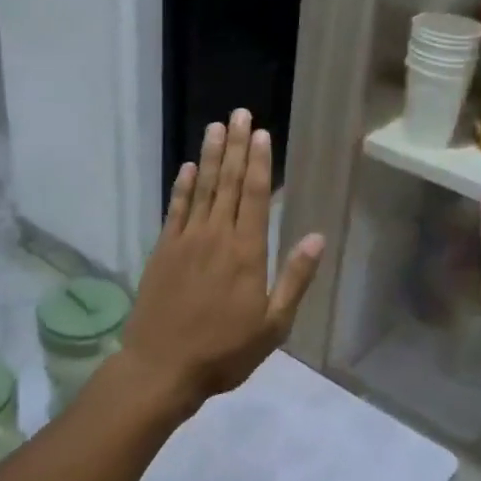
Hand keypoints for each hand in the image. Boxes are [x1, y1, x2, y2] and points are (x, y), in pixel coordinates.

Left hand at [123, 109, 324, 406]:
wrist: (162, 367)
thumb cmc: (224, 351)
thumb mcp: (273, 326)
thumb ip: (295, 279)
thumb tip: (318, 238)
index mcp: (246, 253)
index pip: (253, 196)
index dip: (258, 162)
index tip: (260, 133)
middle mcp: (216, 237)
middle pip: (227, 183)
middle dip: (235, 146)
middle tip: (239, 113)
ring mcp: (185, 241)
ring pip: (200, 189)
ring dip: (209, 156)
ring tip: (215, 127)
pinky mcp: (162, 251)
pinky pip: (175, 210)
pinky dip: (181, 187)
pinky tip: (186, 168)